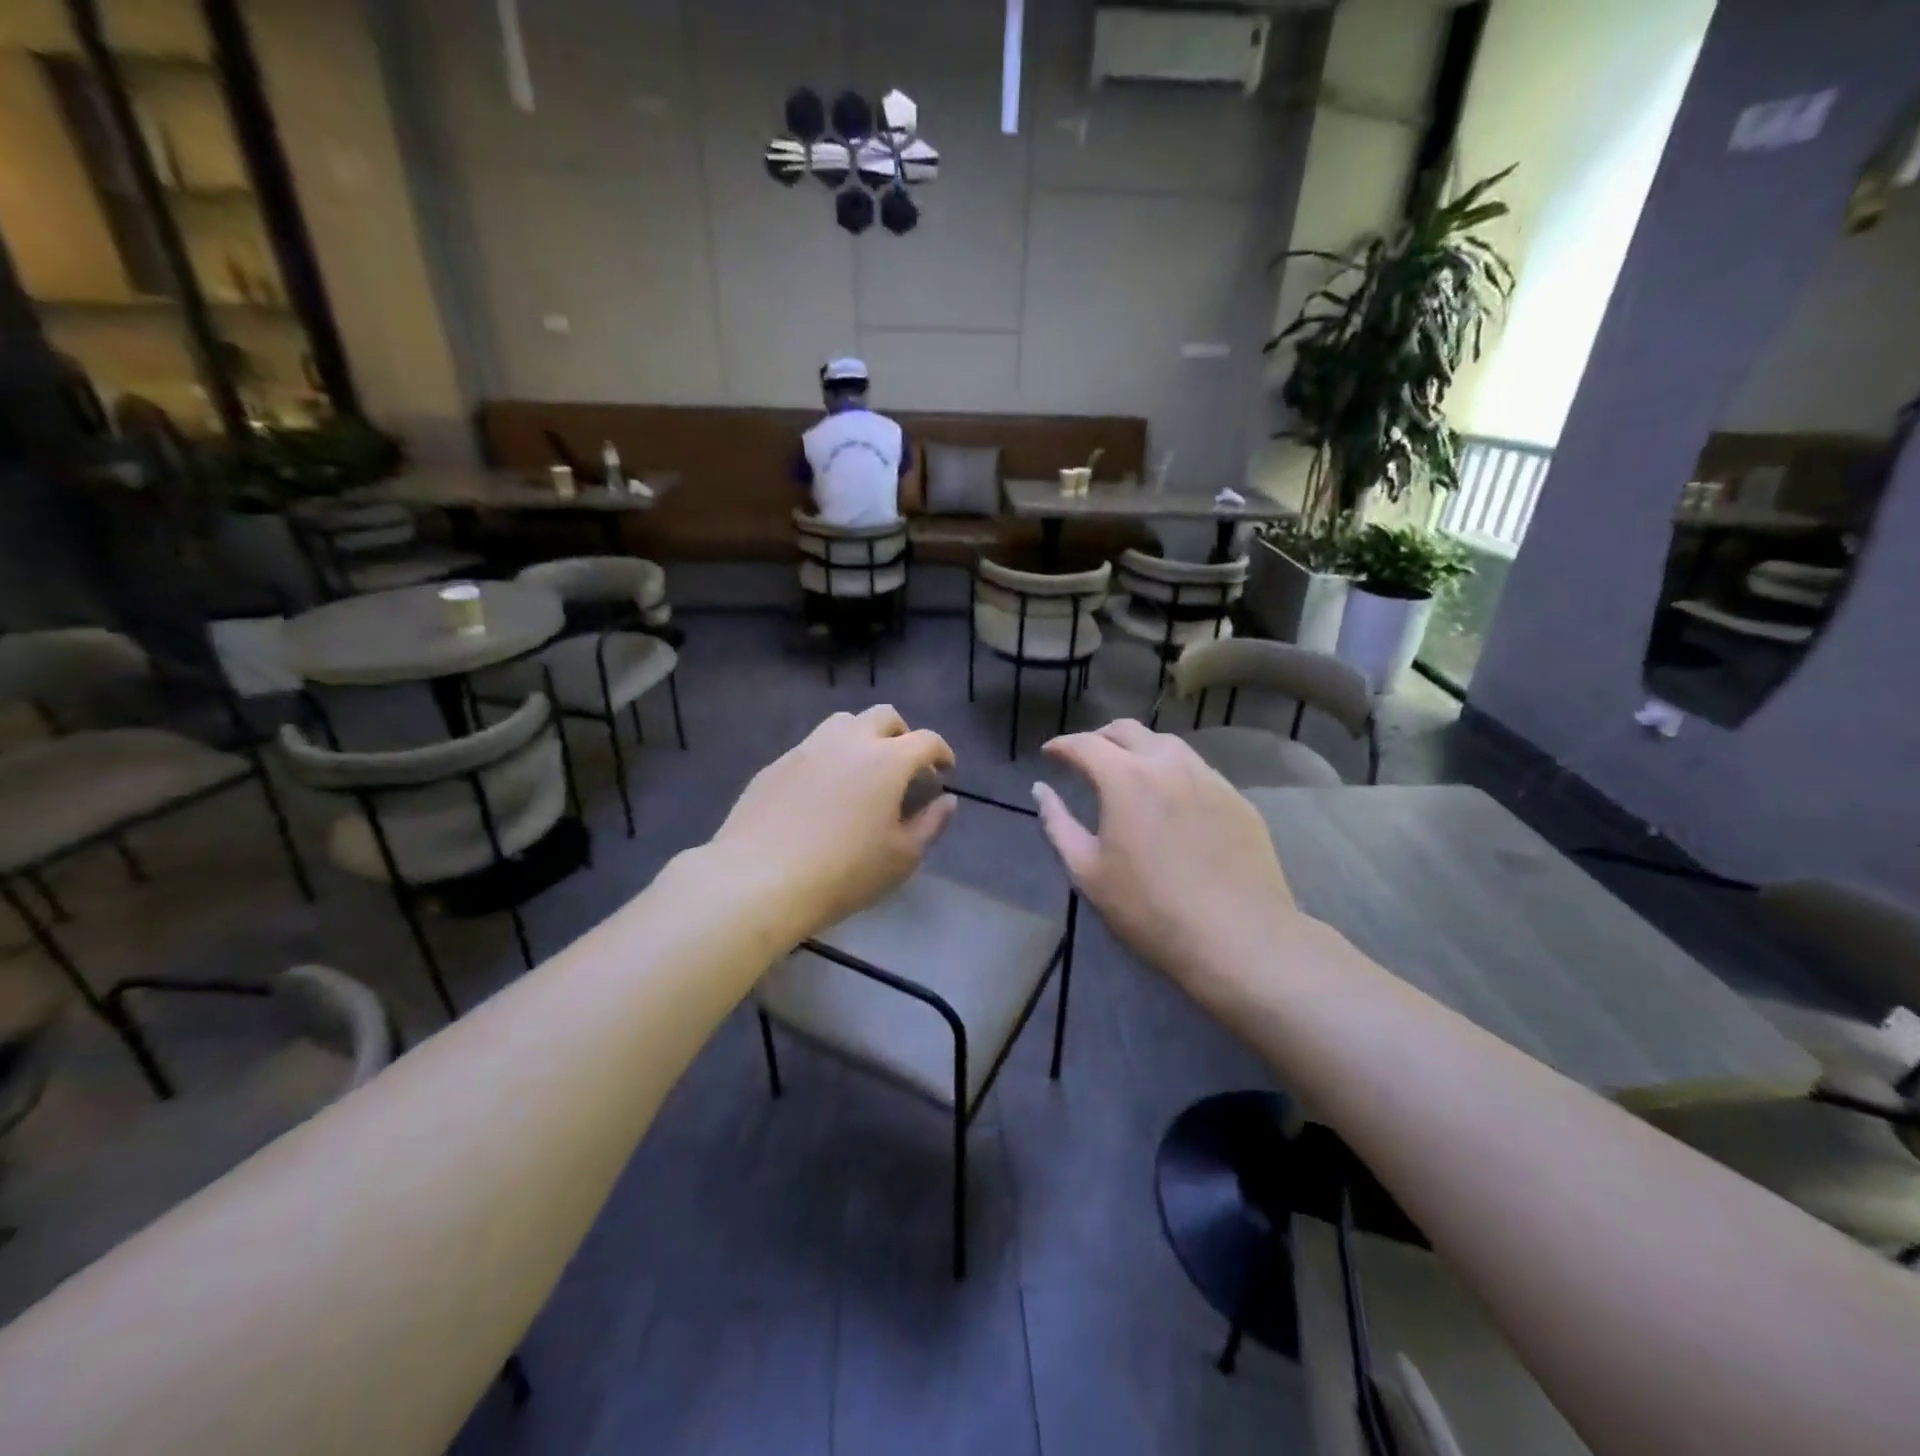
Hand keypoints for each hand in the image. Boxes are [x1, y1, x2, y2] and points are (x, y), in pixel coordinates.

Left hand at [713, 706, 956, 938]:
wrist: (759, 879)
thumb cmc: (844, 872)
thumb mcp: (902, 857)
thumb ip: (932, 823)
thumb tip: (946, 800)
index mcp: (887, 760)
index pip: (926, 740)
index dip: (942, 752)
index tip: (945, 771)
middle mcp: (848, 741)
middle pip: (884, 716)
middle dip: (903, 734)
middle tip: (905, 765)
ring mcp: (807, 748)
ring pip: (843, 723)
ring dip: (863, 737)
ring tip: (863, 770)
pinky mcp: (776, 764)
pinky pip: (811, 747)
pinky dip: (829, 757)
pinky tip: (823, 792)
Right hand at [1032, 720, 1296, 990]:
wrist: (1238, 938)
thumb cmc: (1150, 909)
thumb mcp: (1088, 872)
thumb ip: (1058, 824)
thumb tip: (1041, 790)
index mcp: (1126, 779)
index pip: (1085, 744)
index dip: (1062, 745)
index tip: (1049, 754)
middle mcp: (1168, 764)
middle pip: (1128, 731)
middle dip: (1099, 737)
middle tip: (1085, 757)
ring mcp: (1209, 778)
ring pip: (1167, 743)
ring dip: (1139, 748)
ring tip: (1127, 770)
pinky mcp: (1237, 799)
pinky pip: (1197, 769)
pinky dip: (1172, 769)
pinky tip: (1170, 796)